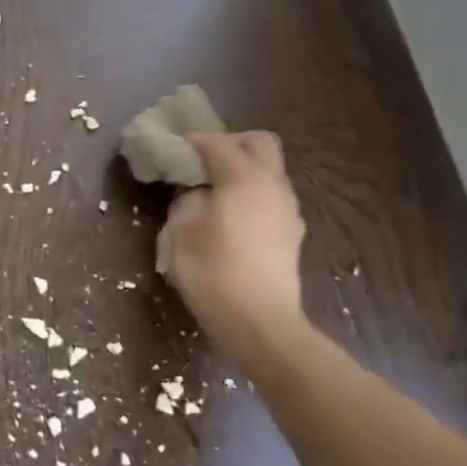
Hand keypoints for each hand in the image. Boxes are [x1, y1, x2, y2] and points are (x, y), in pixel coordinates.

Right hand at [156, 131, 306, 360]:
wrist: (261, 324)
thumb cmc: (214, 274)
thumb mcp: (181, 235)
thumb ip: (186, 203)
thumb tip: (194, 195)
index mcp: (242, 177)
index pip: (216, 142)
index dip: (192, 141)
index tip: (173, 149)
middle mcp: (271, 184)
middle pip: (259, 142)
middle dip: (232, 143)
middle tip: (205, 162)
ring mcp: (288, 209)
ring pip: (270, 171)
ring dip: (245, 171)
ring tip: (217, 193)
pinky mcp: (293, 233)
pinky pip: (272, 197)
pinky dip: (253, 196)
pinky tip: (234, 220)